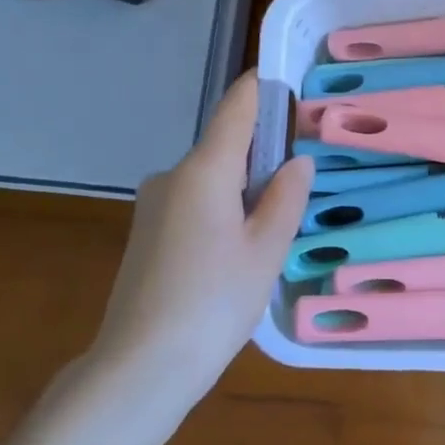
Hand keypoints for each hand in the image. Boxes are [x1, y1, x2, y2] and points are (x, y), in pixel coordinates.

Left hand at [90, 72, 311, 393]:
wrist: (141, 366)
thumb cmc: (214, 302)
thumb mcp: (265, 250)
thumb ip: (286, 198)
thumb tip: (297, 163)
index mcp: (204, 170)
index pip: (236, 108)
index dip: (262, 88)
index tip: (290, 79)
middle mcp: (172, 176)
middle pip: (225, 146)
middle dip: (263, 152)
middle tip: (304, 174)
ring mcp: (153, 204)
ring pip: (211, 179)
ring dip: (244, 187)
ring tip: (277, 223)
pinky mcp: (147, 232)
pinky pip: (194, 202)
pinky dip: (223, 209)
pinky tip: (240, 248)